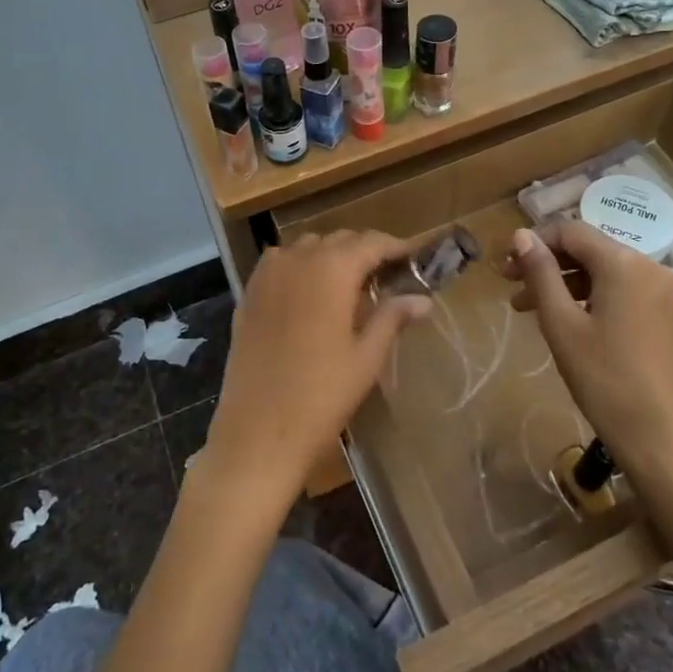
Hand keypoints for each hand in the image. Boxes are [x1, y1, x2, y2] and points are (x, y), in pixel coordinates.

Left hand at [203, 231, 430, 508]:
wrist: (257, 432)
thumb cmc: (322, 396)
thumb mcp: (366, 357)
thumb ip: (392, 317)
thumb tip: (423, 299)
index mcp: (331, 269)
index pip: (371, 242)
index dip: (396, 247)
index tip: (415, 258)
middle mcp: (297, 259)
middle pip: (339, 240)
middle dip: (365, 251)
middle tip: (388, 276)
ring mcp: (267, 274)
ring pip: (307, 247)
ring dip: (331, 256)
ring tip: (350, 285)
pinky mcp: (248, 293)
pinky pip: (280, 263)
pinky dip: (300, 266)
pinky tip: (311, 294)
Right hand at [501, 221, 672, 475]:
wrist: (659, 436)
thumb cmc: (603, 378)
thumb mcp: (561, 323)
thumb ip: (540, 273)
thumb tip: (521, 235)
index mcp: (624, 263)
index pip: (571, 232)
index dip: (534, 243)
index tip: (505, 267)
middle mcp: (649, 266)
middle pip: (588, 249)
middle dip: (547, 263)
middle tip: (511, 286)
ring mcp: (662, 290)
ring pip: (603, 270)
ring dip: (564, 282)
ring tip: (528, 308)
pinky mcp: (665, 312)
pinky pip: (621, 289)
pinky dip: (590, 295)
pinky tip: (565, 318)